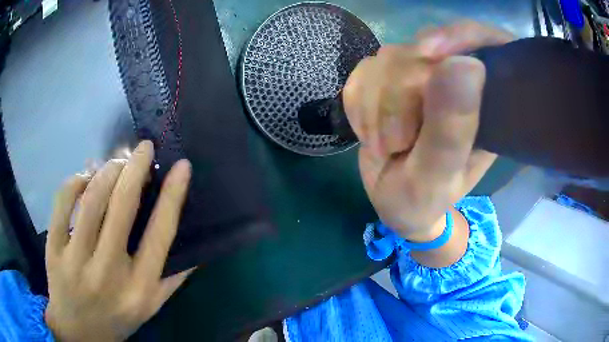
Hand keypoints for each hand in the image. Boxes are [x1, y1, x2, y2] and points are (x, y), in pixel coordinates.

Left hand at [45, 141, 191, 340]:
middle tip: (143, 147)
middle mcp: (109, 274)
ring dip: (107, 169)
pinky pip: (63, 202)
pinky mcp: (53, 250)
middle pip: (122, 206)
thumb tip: (198, 248)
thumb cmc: (117, 319)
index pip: (160, 234)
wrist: (79, 333)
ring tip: (116, 161)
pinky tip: (85, 176)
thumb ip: (173, 280)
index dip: (173, 195)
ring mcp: (76, 261)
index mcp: (139, 289)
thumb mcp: (150, 307)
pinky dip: (75, 180)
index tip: (182, 166)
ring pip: (91, 198)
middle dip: (135, 167)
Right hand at [343, 21, 513, 241]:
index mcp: (487, 101)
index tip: (428, 54)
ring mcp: (421, 74)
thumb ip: (452, 128)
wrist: (393, 202)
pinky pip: (364, 70)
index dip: (458, 36)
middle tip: (396, 143)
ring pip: (388, 58)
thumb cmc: (425, 199)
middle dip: (399, 96)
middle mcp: (457, 80)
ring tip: (385, 145)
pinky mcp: (389, 77)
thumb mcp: (439, 177)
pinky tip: (369, 130)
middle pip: (423, 50)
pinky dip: (358, 103)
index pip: (484, 43)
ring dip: (375, 105)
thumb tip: (466, 64)